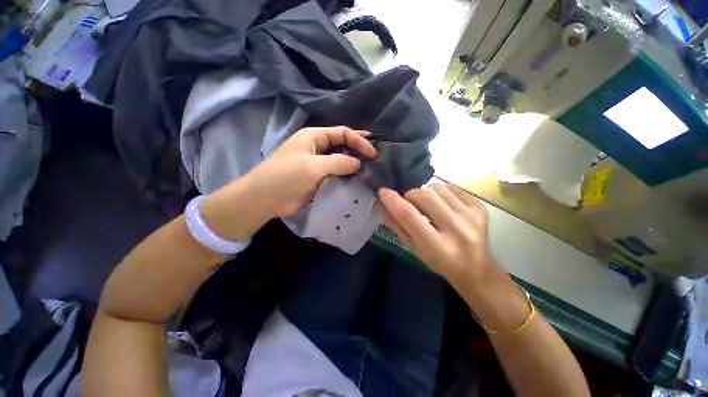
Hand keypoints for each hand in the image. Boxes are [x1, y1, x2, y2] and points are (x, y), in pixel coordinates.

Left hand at [200, 126, 376, 240]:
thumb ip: (338, 162)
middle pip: (343, 145)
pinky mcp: (318, 178)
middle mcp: (317, 148)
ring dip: (354, 165)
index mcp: (314, 137)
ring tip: (370, 172)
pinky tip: (357, 182)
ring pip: (341, 161)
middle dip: (359, 151)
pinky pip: (336, 175)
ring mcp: (318, 164)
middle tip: (375, 160)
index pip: (342, 133)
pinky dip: (346, 177)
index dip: (359, 140)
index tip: (373, 153)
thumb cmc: (285, 176)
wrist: (265, 199)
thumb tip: (358, 163)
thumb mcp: (312, 166)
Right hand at [377, 183, 496, 292]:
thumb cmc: (438, 261)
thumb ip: (396, 224)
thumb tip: (380, 202)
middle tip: (410, 204)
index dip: (392, 200)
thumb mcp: (413, 247)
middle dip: (410, 195)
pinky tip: (443, 205)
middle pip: (423, 196)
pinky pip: (452, 188)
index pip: (408, 215)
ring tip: (429, 206)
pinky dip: (441, 192)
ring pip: (437, 188)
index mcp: (436, 246)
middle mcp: (456, 229)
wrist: (475, 268)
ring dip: (426, 194)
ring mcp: (471, 216)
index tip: (382, 191)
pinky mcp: (480, 208)